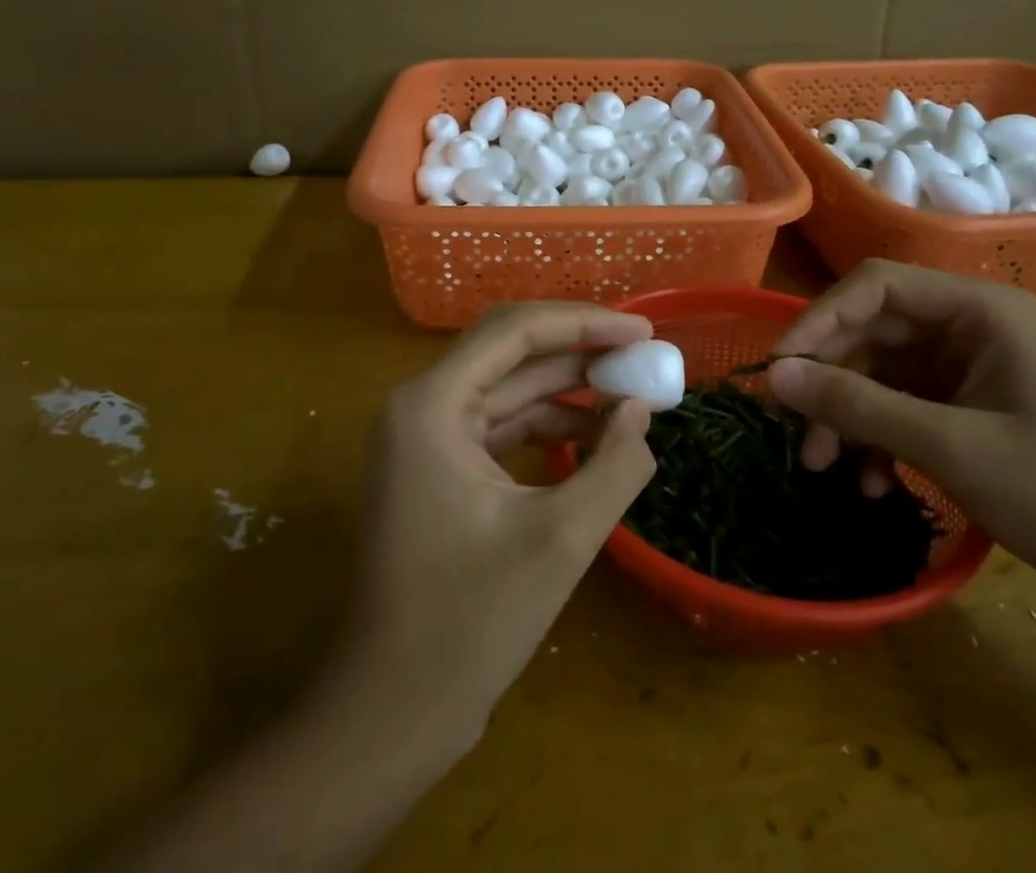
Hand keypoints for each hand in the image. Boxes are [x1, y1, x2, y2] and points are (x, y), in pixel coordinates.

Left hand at [341, 302, 659, 738]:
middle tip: (643, 355)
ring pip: (507, 387)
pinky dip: (547, 425)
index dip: (585, 322)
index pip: (515, 332)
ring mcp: (425, 436)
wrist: (393, 712)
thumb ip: (614, 465)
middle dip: (579, 350)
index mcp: (432, 404)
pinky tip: (595, 436)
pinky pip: (500, 425)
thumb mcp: (560, 539)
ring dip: (568, 388)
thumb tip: (641, 410)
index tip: (643, 330)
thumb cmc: (470, 623)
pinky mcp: (438, 467)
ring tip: (631, 395)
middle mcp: (421, 405)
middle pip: (509, 351)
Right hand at [767, 261, 1035, 634]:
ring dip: (847, 414)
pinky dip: (875, 436)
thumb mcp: (950, 447)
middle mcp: (971, 326)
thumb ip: (857, 405)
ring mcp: (969, 368)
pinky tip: (867, 481)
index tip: (779, 370)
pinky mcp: (967, 408)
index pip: (876, 287)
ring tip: (820, 465)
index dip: (820, 321)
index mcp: (982, 310)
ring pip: (879, 371)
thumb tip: (774, 378)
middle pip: (872, 330)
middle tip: (792, 429)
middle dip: (830, 379)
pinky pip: (900, 405)